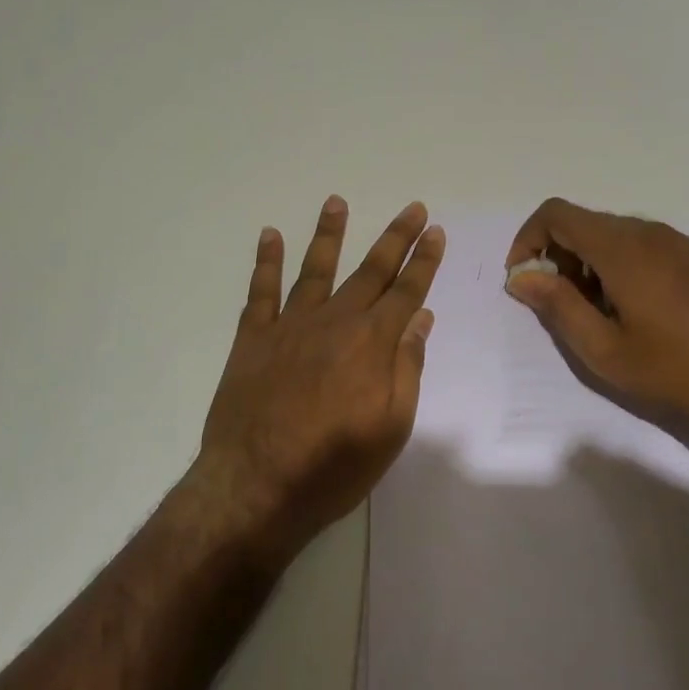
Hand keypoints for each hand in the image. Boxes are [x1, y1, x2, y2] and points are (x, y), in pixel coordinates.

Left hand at [198, 196, 445, 566]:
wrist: (255, 487)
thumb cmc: (333, 466)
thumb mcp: (391, 427)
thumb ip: (407, 367)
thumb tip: (420, 318)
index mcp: (371, 343)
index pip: (407, 291)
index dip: (424, 260)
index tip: (435, 231)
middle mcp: (334, 322)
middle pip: (370, 271)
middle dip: (394, 238)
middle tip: (412, 208)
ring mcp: (290, 326)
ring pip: (315, 269)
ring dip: (329, 234)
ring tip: (337, 202)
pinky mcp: (253, 339)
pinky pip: (261, 291)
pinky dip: (266, 261)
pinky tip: (270, 235)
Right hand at [504, 198, 688, 459]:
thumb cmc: (674, 371)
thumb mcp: (603, 349)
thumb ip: (557, 305)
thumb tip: (522, 276)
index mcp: (623, 248)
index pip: (558, 214)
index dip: (529, 238)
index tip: (524, 277)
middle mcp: (653, 233)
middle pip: (588, 223)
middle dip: (561, 256)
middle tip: (562, 304)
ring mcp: (685, 243)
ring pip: (621, 236)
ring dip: (594, 263)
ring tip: (602, 313)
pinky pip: (652, 247)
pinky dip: (627, 266)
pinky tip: (644, 311)